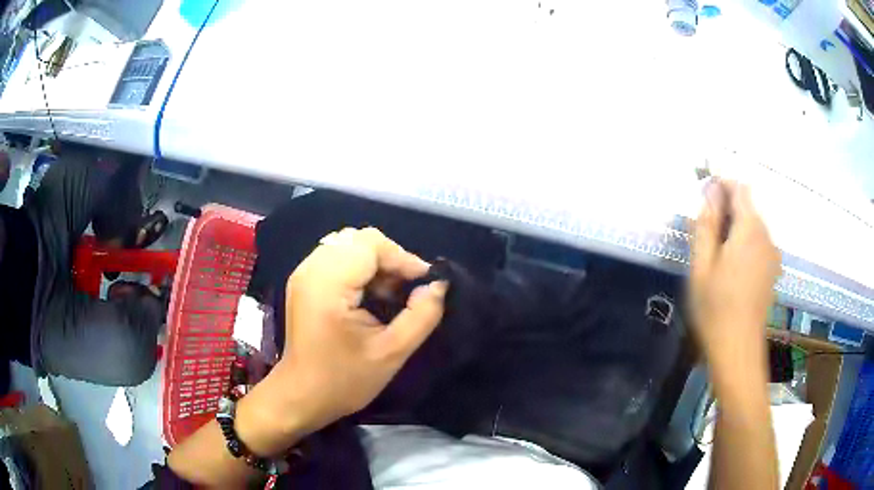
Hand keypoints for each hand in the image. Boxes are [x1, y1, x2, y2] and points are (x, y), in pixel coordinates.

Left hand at [270, 227, 445, 432]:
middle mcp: (311, 269)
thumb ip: (421, 317)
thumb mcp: (391, 353)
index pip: (370, 244)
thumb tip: (438, 286)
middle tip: (407, 289)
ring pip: (348, 244)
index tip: (424, 283)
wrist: (302, 395)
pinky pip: (337, 257)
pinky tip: (370, 293)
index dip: (402, 257)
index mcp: (328, 285)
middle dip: (389, 258)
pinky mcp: (304, 281)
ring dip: (375, 262)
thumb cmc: (344, 380)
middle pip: (358, 239)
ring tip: (391, 292)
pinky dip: (360, 267)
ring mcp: (304, 273)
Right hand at [689, 181, 780, 374]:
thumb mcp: (702, 265)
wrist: (738, 349)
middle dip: (728, 209)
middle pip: (748, 208)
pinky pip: (759, 244)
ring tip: (717, 252)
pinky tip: (732, 268)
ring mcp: (772, 255)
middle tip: (706, 228)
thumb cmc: (715, 308)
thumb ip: (706, 224)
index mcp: (750, 230)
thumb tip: (709, 193)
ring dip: (736, 228)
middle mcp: (767, 236)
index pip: (740, 189)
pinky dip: (745, 244)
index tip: (705, 190)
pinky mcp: (773, 270)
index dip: (723, 183)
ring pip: (754, 227)